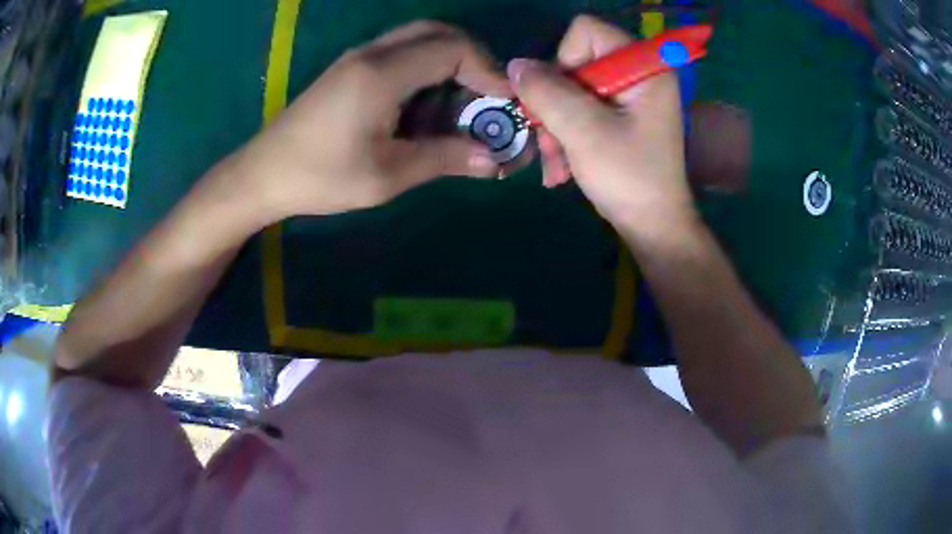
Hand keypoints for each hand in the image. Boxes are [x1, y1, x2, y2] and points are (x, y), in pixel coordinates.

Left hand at [234, 21, 510, 219]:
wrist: (264, 173)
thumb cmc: (321, 177)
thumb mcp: (387, 175)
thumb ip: (444, 159)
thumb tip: (494, 160)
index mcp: (382, 74)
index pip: (452, 48)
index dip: (487, 70)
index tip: (503, 103)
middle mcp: (372, 53)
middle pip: (438, 32)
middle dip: (473, 58)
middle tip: (486, 95)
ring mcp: (358, 57)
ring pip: (419, 38)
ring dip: (450, 61)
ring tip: (462, 101)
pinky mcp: (350, 68)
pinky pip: (400, 51)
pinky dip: (426, 67)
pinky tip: (427, 102)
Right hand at [507, 16, 695, 242]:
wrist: (653, 228)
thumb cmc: (629, 179)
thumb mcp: (584, 131)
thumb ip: (546, 92)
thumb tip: (516, 65)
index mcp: (644, 67)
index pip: (586, 32)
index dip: (564, 60)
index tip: (565, 101)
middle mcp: (638, 73)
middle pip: (574, 62)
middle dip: (555, 104)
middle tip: (550, 142)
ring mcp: (628, 96)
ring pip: (570, 89)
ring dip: (555, 125)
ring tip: (556, 163)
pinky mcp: (620, 116)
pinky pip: (580, 108)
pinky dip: (566, 135)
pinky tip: (562, 166)